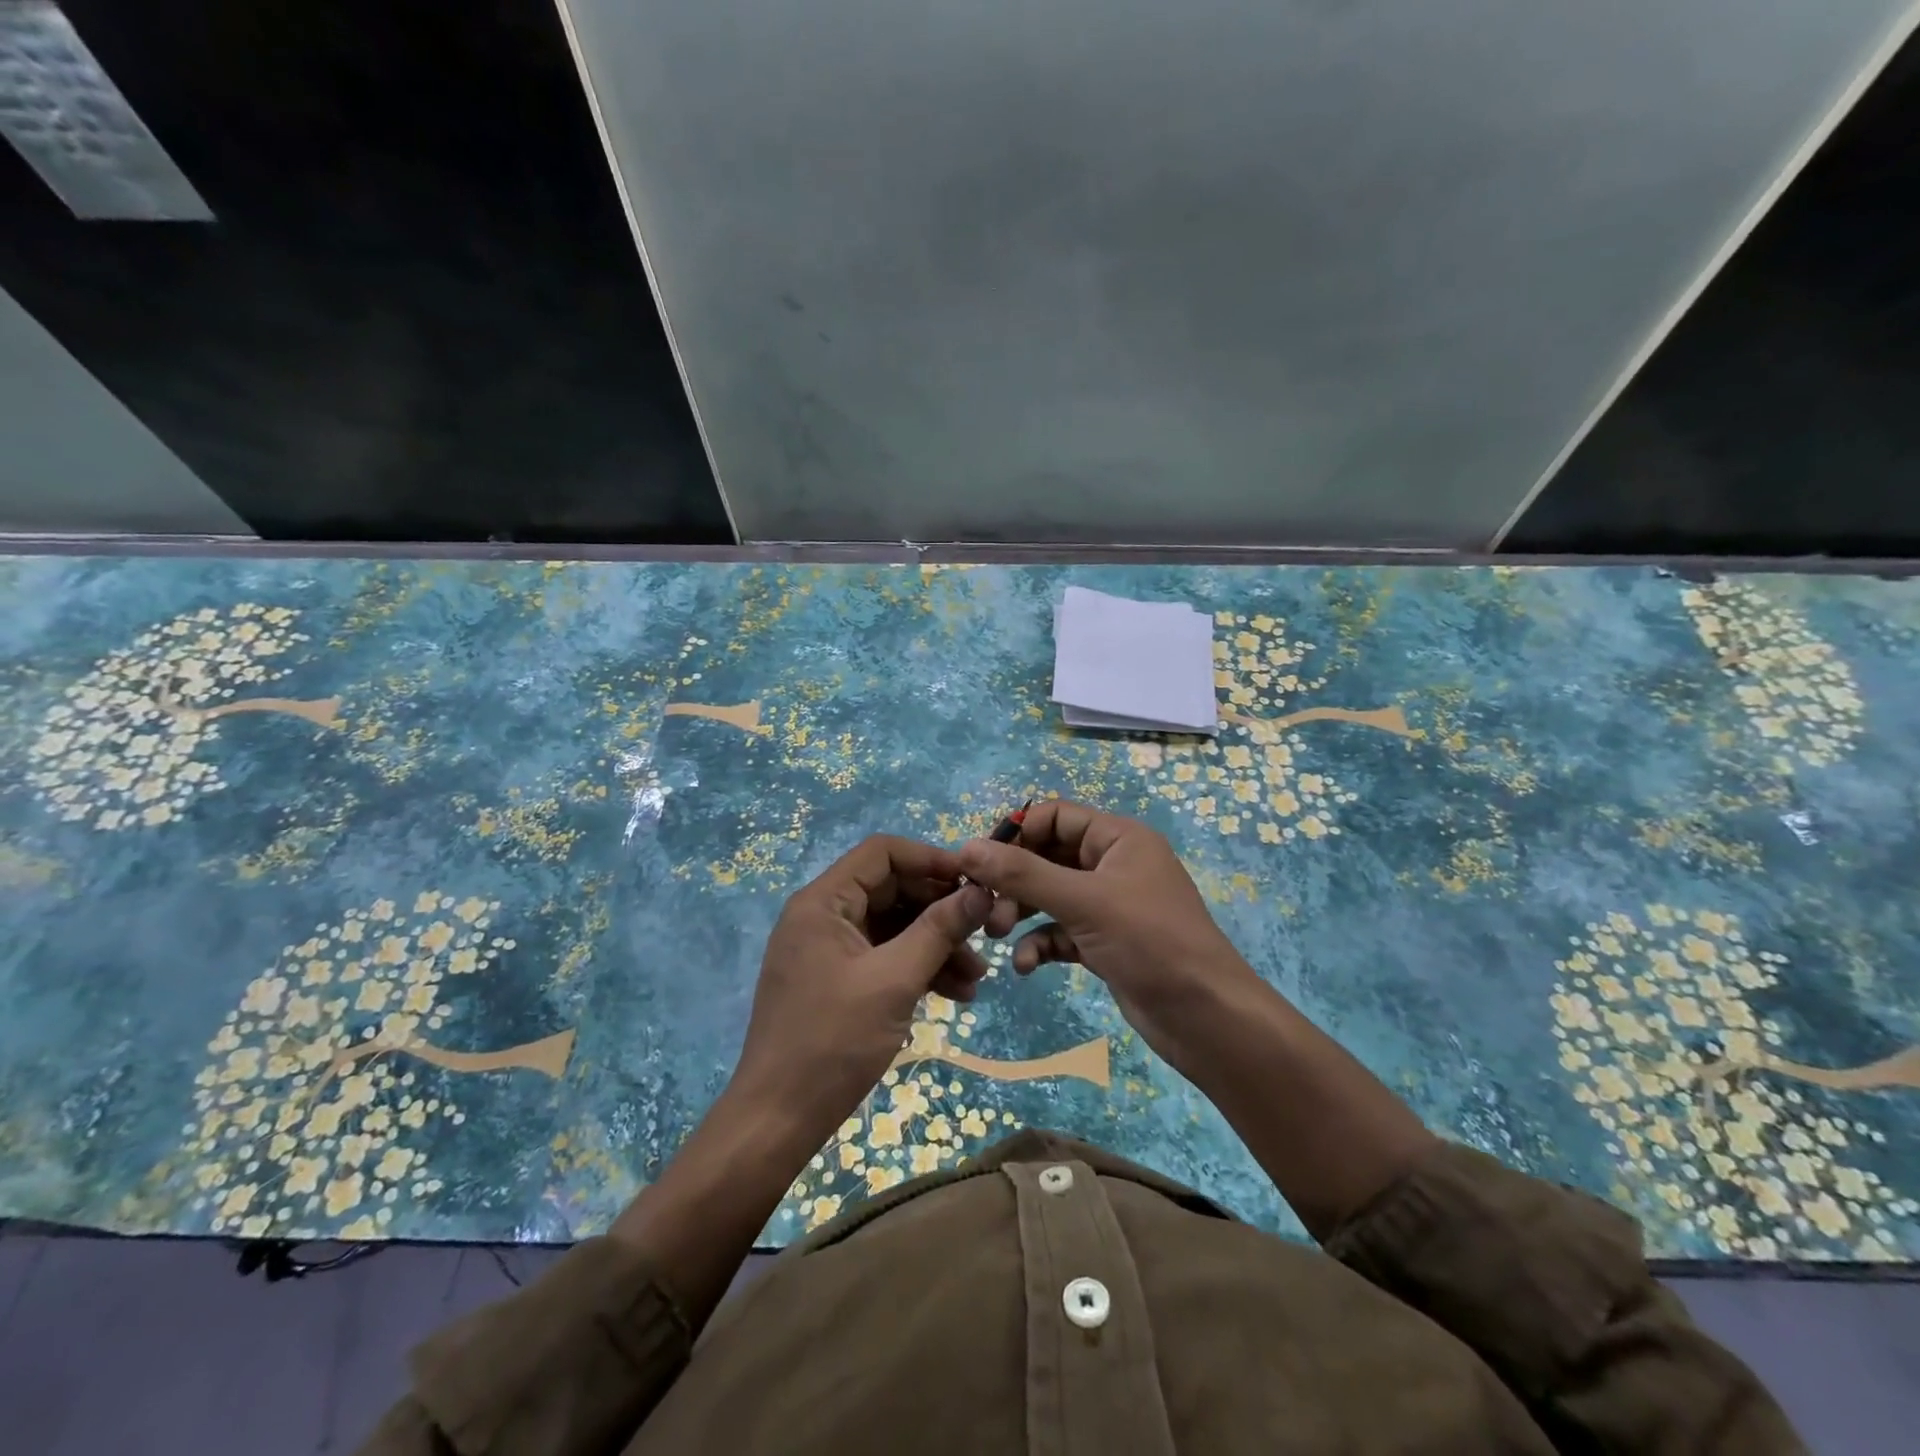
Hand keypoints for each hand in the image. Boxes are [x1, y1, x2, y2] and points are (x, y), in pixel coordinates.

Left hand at [733, 834, 992, 1136]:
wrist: (778, 1121)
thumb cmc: (833, 1042)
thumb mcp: (894, 981)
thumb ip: (939, 930)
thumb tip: (980, 891)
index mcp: (823, 902)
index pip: (882, 853)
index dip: (930, 859)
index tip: (974, 880)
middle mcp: (823, 916)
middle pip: (892, 890)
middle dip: (940, 911)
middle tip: (983, 934)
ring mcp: (829, 950)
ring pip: (893, 927)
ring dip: (935, 945)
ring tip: (976, 977)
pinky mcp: (837, 981)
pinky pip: (884, 957)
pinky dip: (917, 969)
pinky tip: (956, 994)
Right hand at [957, 799, 1258, 1066]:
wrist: (1206, 1018)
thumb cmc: (1150, 942)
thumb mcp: (1084, 902)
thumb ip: (1023, 874)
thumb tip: (967, 848)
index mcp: (1118, 838)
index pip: (1056, 816)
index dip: (1017, 833)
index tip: (981, 861)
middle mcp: (1113, 865)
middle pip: (1048, 856)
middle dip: (1014, 880)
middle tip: (984, 907)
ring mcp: (1110, 906)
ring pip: (1050, 896)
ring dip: (1020, 912)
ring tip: (995, 934)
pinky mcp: (1105, 942)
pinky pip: (1061, 931)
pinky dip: (1040, 943)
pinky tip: (1026, 966)